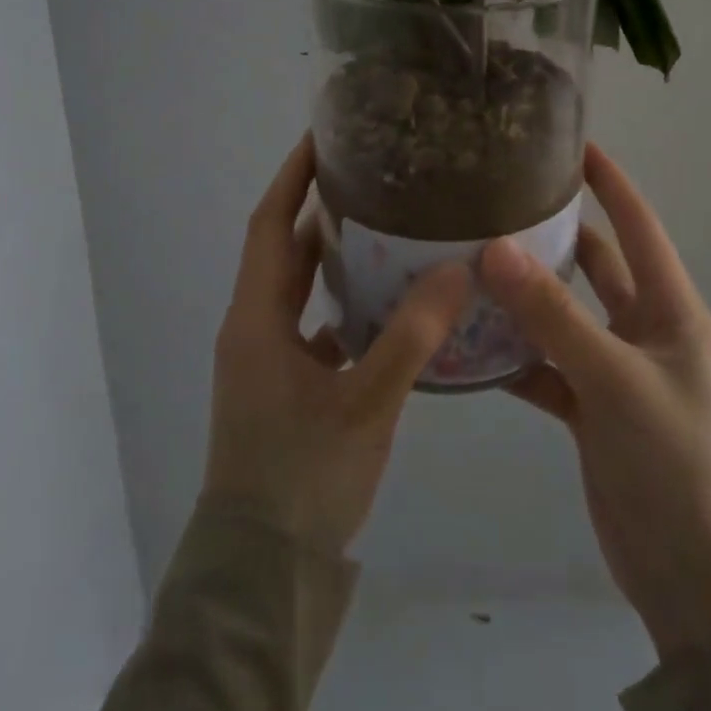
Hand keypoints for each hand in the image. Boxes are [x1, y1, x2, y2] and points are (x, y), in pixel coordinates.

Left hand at [202, 133, 470, 555]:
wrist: (261, 574)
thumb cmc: (302, 479)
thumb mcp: (365, 404)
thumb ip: (412, 336)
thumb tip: (456, 268)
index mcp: (257, 319)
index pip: (270, 224)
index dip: (293, 178)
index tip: (324, 137)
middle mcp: (254, 329)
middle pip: (284, 250)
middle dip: (320, 209)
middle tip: (374, 176)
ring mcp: (266, 359)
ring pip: (300, 289)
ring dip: (334, 257)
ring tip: (389, 226)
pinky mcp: (283, 386)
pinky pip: (313, 325)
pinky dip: (344, 304)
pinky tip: (390, 303)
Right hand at [482, 144, 710, 660]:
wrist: (687, 573)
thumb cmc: (669, 460)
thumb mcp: (612, 379)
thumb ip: (552, 316)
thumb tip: (494, 249)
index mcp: (671, 310)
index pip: (639, 226)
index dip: (610, 183)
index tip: (572, 145)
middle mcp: (645, 330)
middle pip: (597, 266)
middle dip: (555, 235)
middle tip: (501, 203)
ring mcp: (616, 370)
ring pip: (566, 316)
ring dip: (528, 296)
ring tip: (473, 263)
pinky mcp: (592, 408)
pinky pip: (548, 366)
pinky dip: (517, 356)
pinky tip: (472, 344)